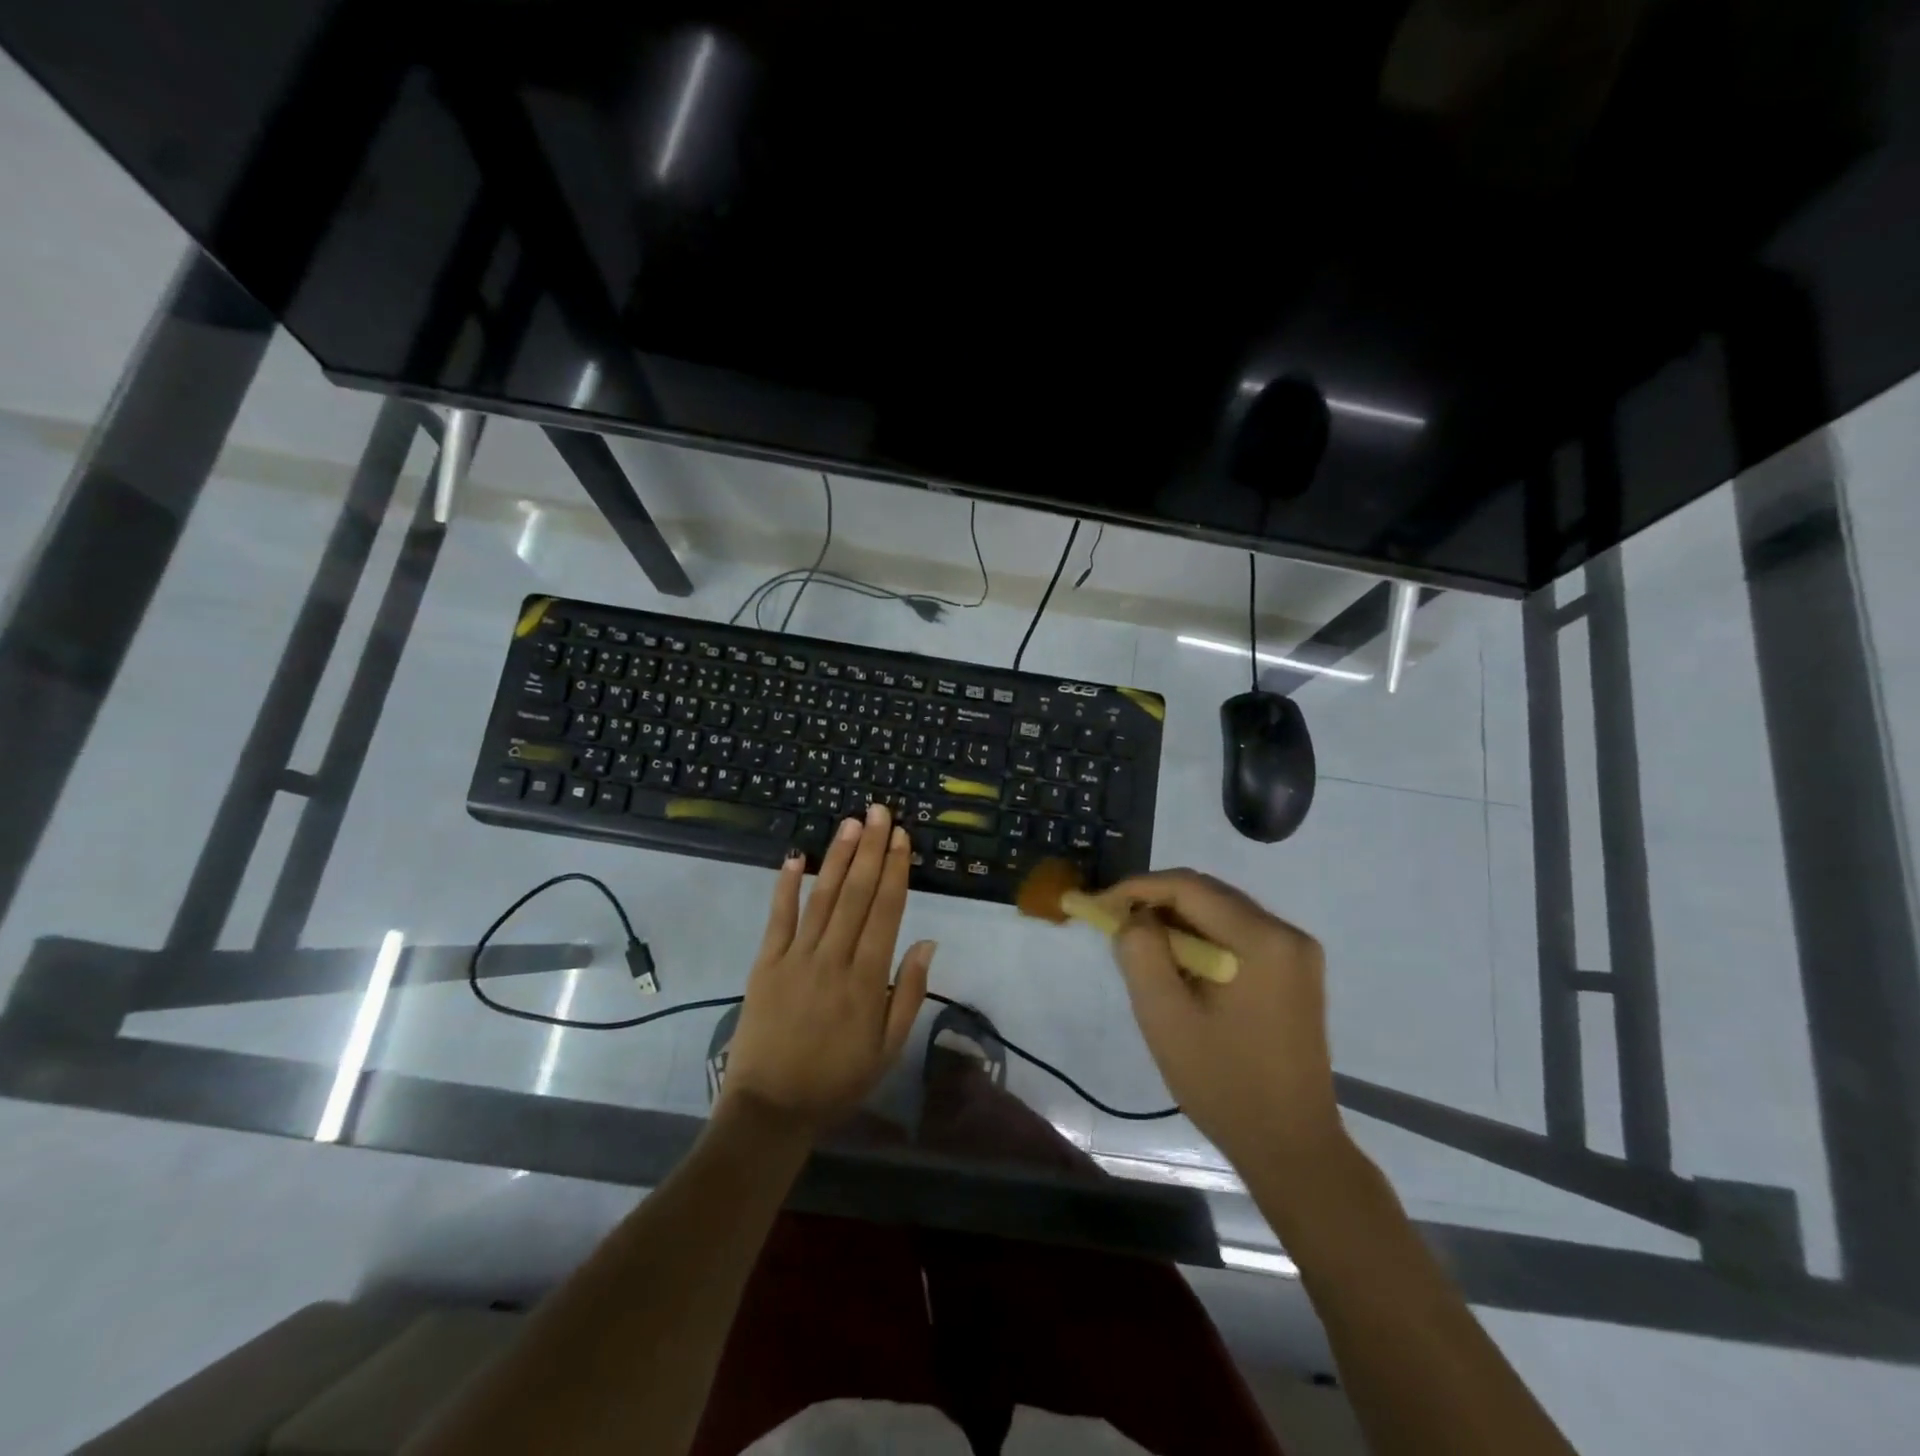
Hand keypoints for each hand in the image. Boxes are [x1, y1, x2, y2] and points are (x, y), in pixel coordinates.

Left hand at [721, 803, 934, 1134]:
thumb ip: (908, 993)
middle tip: (880, 811)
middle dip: (871, 849)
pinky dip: (786, 886)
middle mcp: (833, 958)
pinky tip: (795, 856)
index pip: (885, 911)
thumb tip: (926, 941)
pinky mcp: (766, 964)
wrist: (771, 1109)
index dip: (895, 870)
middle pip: (857, 893)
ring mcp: (796, 957)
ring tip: (851, 823)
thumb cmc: (837, 1080)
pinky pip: (778, 917)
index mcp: (867, 979)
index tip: (901, 837)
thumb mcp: (888, 1049)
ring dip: (838, 857)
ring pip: (822, 896)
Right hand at [1103, 869, 1339, 1170]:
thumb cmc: (1223, 1083)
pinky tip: (1177, 963)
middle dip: (1156, 901)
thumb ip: (1140, 952)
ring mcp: (1297, 953)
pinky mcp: (1295, 972)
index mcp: (1262, 939)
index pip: (1189, 887)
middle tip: (1113, 922)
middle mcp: (1287, 933)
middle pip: (1209, 894)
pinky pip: (1238, 934)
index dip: (1138, 887)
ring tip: (1138, 943)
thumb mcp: (1165, 1016)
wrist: (1291, 1146)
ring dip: (1177, 920)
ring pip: (1222, 912)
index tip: (1099, 904)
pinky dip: (1202, 938)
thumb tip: (1133, 915)